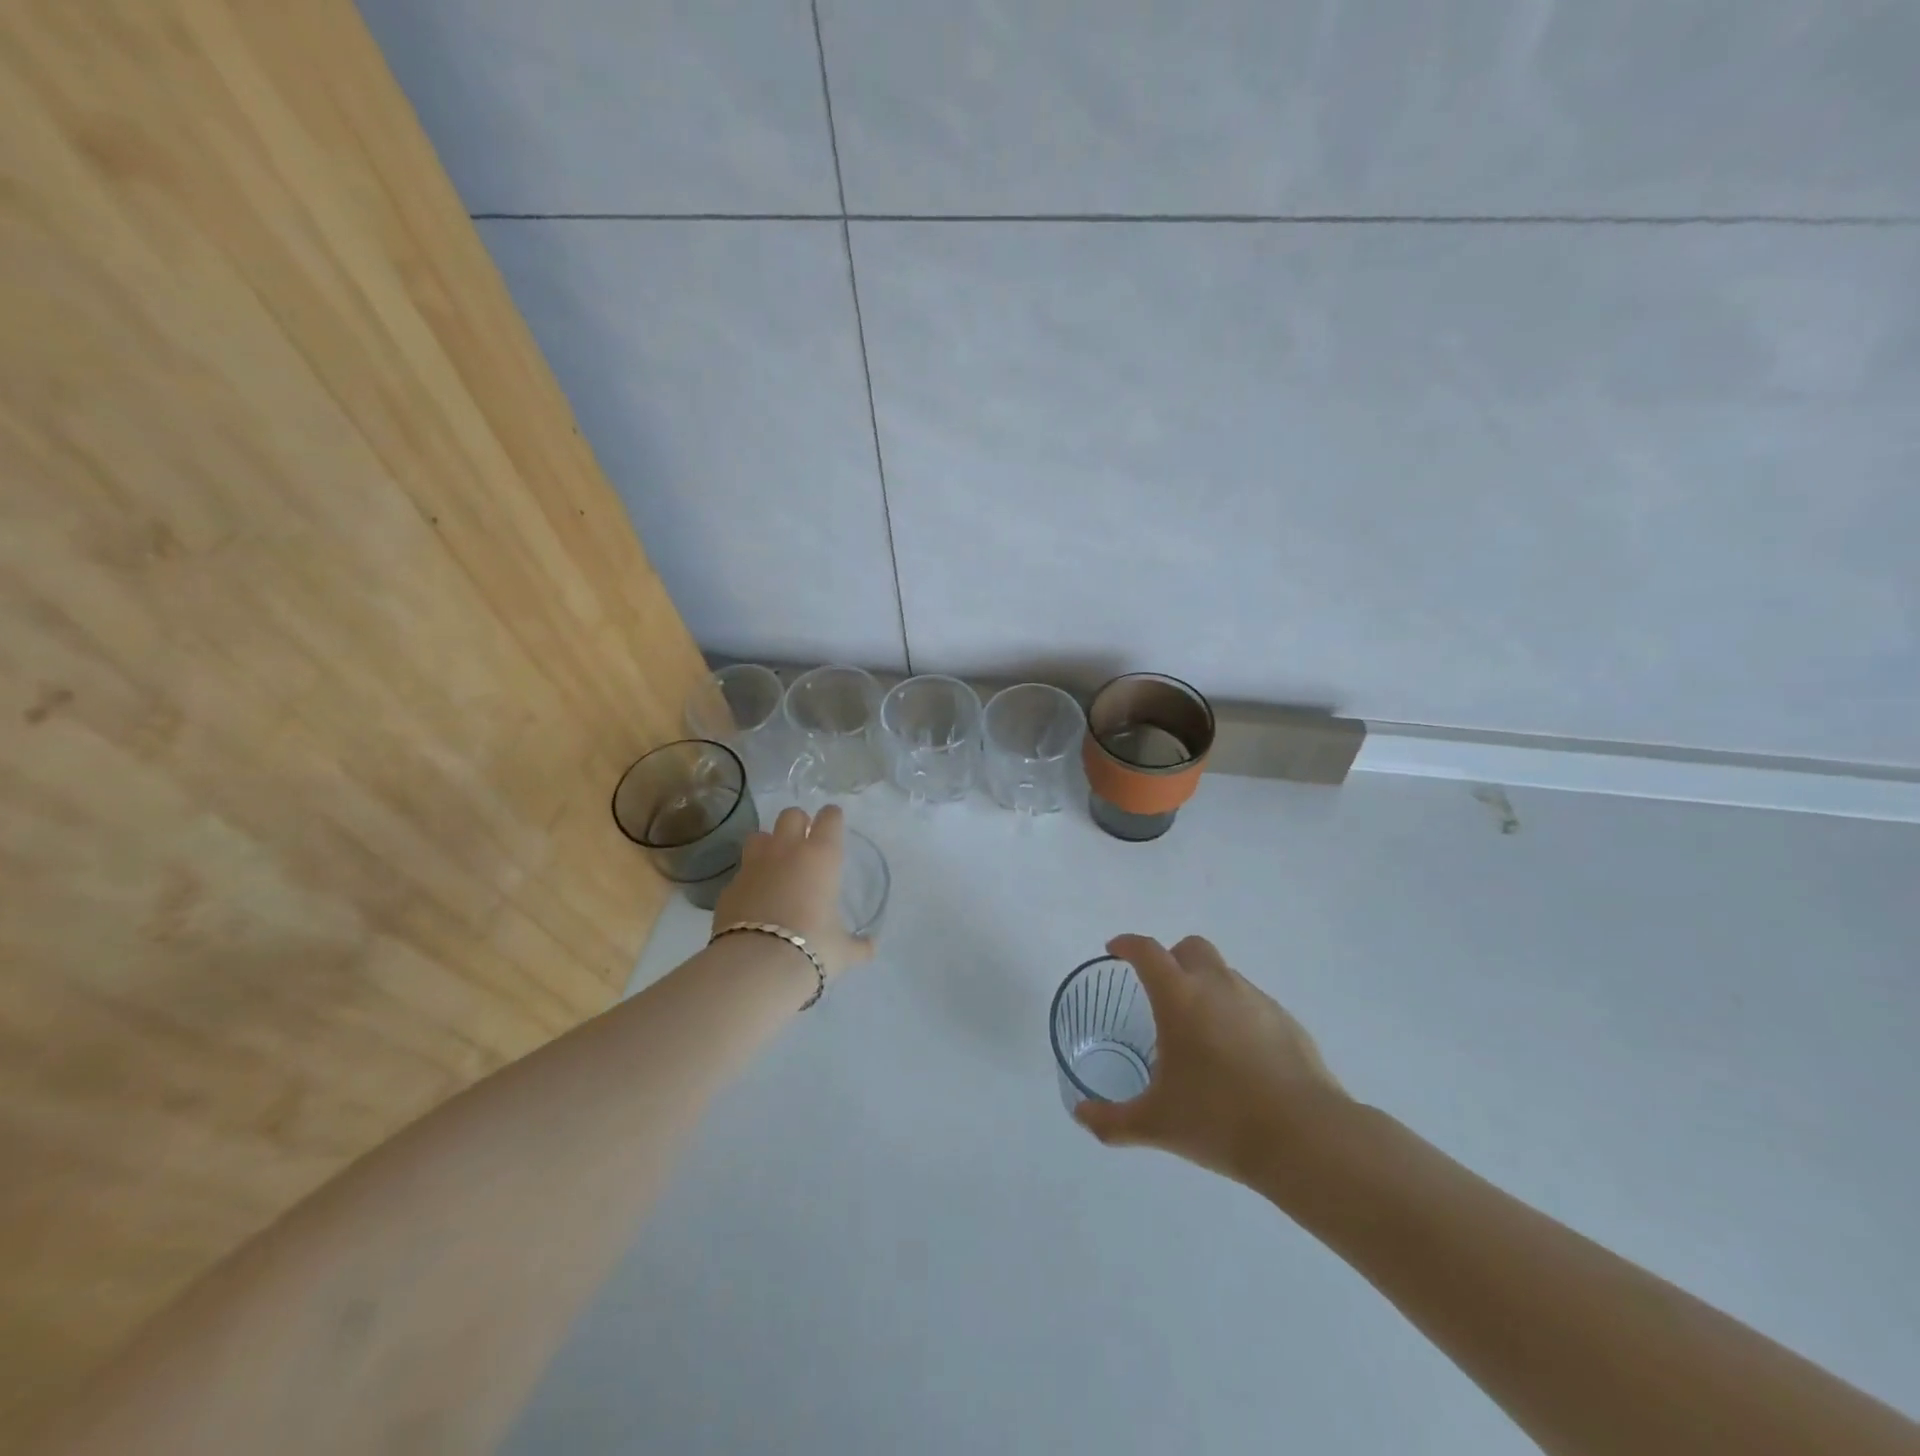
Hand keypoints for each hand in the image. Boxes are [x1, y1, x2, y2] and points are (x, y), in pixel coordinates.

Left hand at [711, 804, 874, 982]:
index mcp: (821, 857)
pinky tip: (754, 897)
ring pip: (759, 836)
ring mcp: (754, 866)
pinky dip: (749, 879)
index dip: (832, 817)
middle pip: (791, 815)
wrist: (757, 965)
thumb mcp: (842, 950)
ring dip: (768, 844)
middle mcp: (787, 851)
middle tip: (804, 841)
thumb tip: (871, 949)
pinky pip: (741, 871)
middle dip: (798, 823)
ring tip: (775, 864)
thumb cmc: (812, 947)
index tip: (833, 823)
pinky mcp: (729, 886)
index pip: (829, 818)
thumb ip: (858, 945)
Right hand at [1074, 934, 1346, 1186]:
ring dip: (1206, 987)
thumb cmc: (1219, 1120)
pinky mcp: (1288, 1022)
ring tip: (1200, 1034)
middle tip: (1161, 992)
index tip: (1115, 950)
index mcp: (1179, 997)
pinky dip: (1237, 1015)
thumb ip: (1111, 1120)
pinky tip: (1238, 1057)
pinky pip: (1252, 1003)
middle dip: (1172, 959)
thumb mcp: (1155, 1124)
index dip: (1127, 944)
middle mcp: (1218, 985)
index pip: (1147, 951)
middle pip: (1190, 947)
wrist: (1306, 1139)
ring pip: (1224, 974)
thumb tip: (1081, 1115)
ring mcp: (1257, 1000)